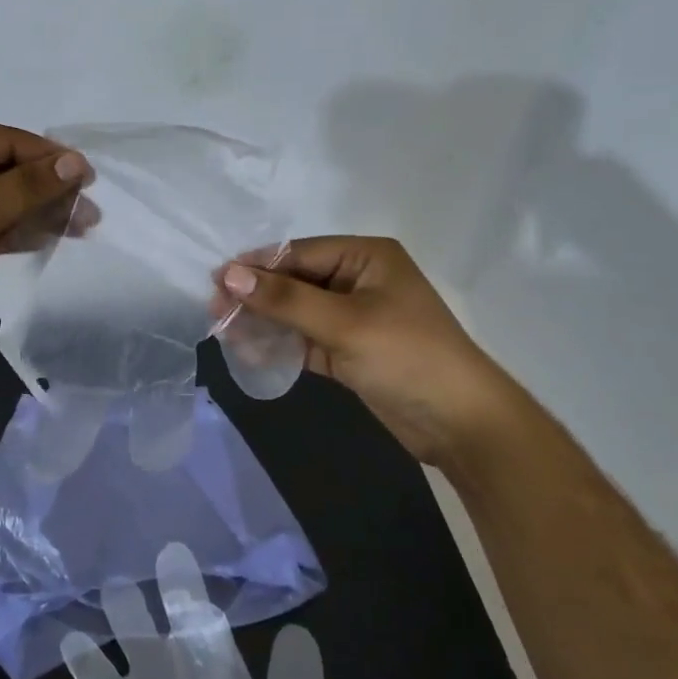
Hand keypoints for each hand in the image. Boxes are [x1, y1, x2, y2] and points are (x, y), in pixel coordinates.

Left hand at [0, 122, 89, 338]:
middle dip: (47, 190)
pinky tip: (46, 238)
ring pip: (0, 199)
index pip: (8, 141)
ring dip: (36, 212)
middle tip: (89, 213)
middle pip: (6, 169)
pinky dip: (15, 230)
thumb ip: (27, 186)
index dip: (51, 159)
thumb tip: (75, 161)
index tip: (90, 180)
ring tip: (79, 229)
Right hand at [216, 237, 525, 465]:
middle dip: (258, 295)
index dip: (257, 266)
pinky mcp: (351, 350)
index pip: (299, 253)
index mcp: (367, 256)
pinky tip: (250, 351)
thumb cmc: (407, 357)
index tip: (216, 280)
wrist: (463, 425)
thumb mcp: (343, 323)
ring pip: (298, 311)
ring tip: (225, 330)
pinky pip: (306, 339)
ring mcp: (356, 316)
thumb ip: (285, 299)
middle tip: (215, 309)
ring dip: (265, 320)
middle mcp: (360, 279)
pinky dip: (281, 344)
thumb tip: (228, 275)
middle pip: (296, 281)